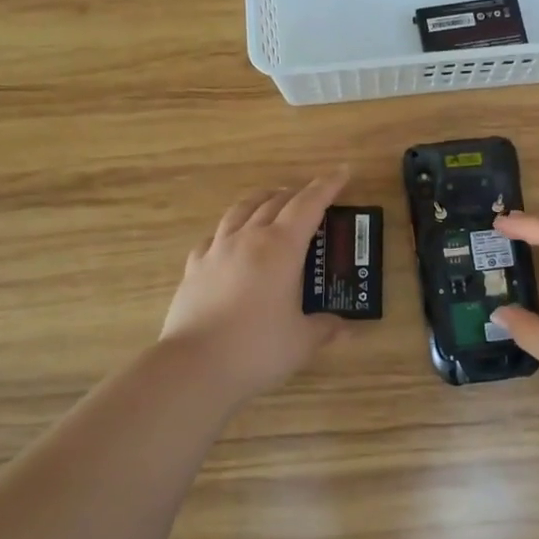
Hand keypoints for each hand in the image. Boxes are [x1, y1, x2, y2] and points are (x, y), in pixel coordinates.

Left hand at [160, 170, 350, 403]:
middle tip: (312, 196)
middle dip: (297, 194)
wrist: (196, 366)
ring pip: (240, 210)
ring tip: (271, 201)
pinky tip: (229, 238)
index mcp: (281, 248)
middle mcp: (248, 239)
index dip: (327, 186)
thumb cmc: (258, 348)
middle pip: (274, 202)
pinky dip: (229, 229)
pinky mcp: (194, 268)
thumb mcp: (302, 340)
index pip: (308, 205)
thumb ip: (325, 328)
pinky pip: (214, 236)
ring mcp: (216, 251)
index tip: (342, 171)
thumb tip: (344, 329)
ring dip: (261, 200)